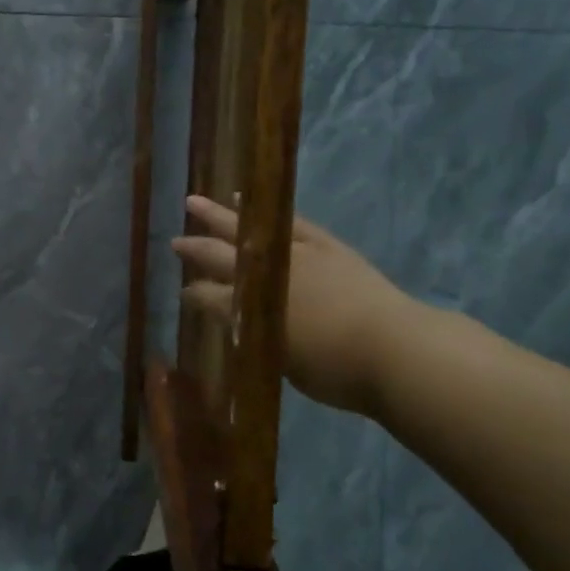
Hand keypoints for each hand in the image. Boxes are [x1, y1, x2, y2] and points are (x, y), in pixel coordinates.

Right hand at [171, 195, 422, 415]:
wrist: (395, 350)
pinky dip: (266, 210)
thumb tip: (247, 326)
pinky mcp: (323, 244)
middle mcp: (264, 276)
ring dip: (218, 215)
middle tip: (174, 241)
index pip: (208, 299)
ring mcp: (294, 254)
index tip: (182, 294)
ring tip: (196, 202)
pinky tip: (248, 200)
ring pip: (246, 229)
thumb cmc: (336, 370)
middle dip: (194, 249)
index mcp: (248, 310)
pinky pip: (288, 221)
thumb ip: (260, 342)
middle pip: (219, 257)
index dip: (193, 297)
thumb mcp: (282, 364)